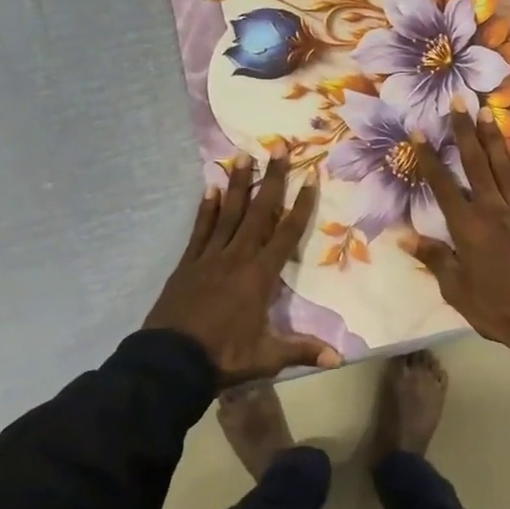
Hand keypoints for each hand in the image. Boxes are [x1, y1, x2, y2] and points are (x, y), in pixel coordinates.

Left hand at [145, 154, 342, 384]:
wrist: (170, 362)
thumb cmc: (223, 357)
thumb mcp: (267, 357)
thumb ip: (302, 351)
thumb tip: (339, 359)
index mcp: (259, 276)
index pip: (286, 234)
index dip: (301, 205)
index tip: (311, 176)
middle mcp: (237, 257)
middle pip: (259, 212)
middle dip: (272, 179)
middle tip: (278, 146)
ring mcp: (209, 257)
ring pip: (228, 213)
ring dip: (238, 184)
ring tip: (243, 156)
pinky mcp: (188, 264)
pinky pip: (200, 229)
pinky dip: (207, 209)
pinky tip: (211, 189)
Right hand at [403, 110, 509, 354]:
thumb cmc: (495, 308)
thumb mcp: (455, 290)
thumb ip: (434, 258)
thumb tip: (405, 236)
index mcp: (467, 228)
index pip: (442, 186)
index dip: (429, 158)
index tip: (418, 132)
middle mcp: (492, 210)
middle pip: (476, 164)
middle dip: (465, 132)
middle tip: (459, 102)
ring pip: (504, 167)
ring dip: (494, 137)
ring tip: (487, 111)